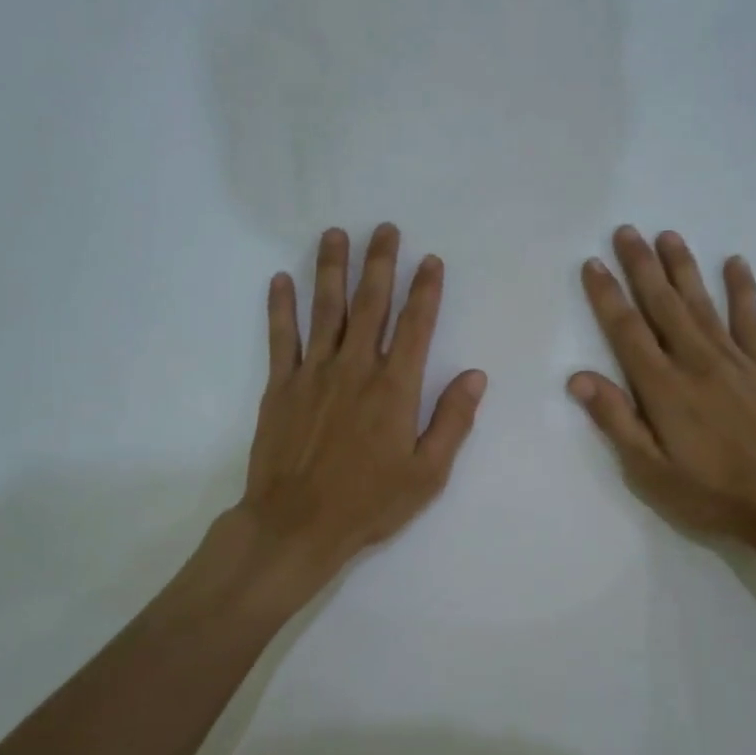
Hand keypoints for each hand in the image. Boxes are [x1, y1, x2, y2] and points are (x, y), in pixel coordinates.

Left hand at [238, 223, 486, 591]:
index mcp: (395, 388)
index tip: (430, 260)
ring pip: (325, 309)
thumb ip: (453, 421)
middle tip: (385, 229)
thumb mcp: (427, 473)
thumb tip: (476, 376)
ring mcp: (313, 373)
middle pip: (370, 304)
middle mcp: (355, 368)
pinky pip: (281, 336)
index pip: (416, 326)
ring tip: (335, 235)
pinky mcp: (280, 386)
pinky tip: (280, 279)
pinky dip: (281, 306)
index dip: (425, 290)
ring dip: (331, 269)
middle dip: (380, 263)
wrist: (296, 525)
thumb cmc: (369, 503)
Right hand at [569, 226, 755, 549]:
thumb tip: (578, 378)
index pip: (627, 331)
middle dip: (641, 266)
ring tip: (668, 235)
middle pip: (663, 304)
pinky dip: (743, 289)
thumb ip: (617, 421)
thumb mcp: (650, 472)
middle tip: (626, 230)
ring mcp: (734, 360)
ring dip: (683, 267)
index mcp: (663, 388)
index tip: (593, 264)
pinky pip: (751, 319)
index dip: (607, 296)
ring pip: (702, 302)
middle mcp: (696, 362)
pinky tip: (736, 262)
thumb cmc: (711, 494)